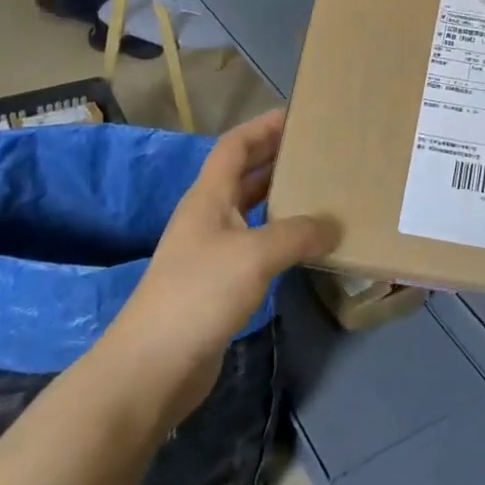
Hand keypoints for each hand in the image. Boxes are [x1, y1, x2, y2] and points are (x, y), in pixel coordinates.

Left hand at [101, 110, 337, 428]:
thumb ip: (298, 234)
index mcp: (209, 197)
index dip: (263, 126)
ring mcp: (211, 252)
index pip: (235, 146)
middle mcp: (208, 217)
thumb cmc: (198, 295)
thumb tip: (333, 226)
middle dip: (277, 158)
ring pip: (252, 211)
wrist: (151, 369)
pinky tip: (306, 246)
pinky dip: (281, 237)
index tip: (298, 115)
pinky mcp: (219, 285)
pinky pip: (256, 246)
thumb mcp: (255, 255)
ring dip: (282, 198)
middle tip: (321, 151)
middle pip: (244, 174)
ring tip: (322, 192)